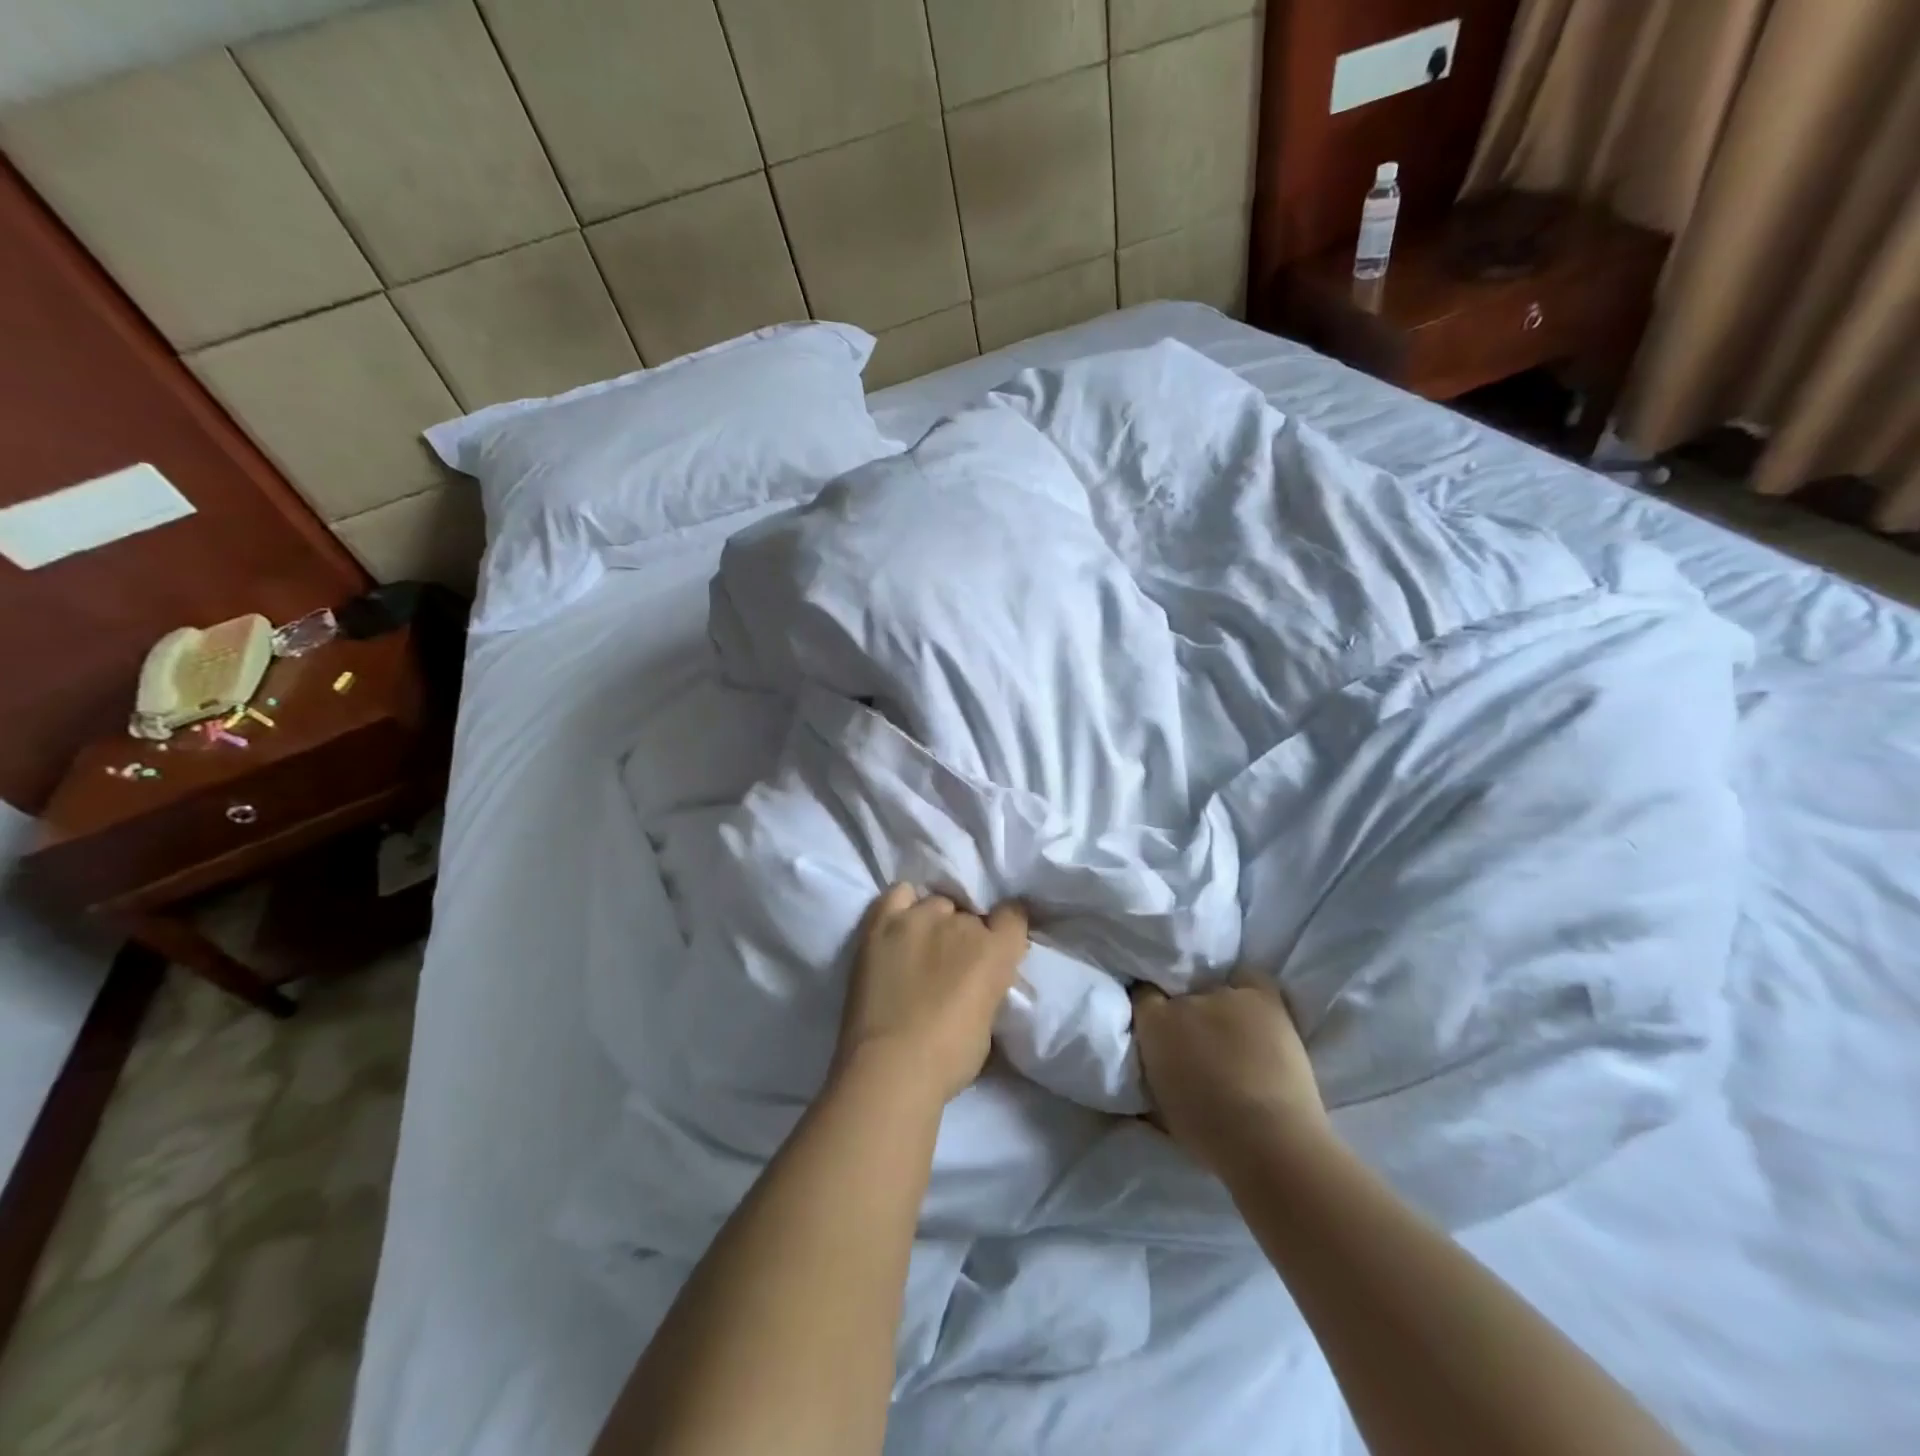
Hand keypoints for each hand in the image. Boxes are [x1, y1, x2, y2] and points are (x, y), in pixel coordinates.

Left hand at [835, 884, 1028, 1105]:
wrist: (890, 1068)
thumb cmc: (947, 1059)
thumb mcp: (989, 1023)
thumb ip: (990, 988)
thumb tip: (980, 981)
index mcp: (996, 951)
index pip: (1014, 914)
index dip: (1006, 928)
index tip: (998, 943)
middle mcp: (962, 924)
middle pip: (970, 914)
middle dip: (965, 935)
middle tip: (951, 963)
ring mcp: (920, 918)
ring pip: (936, 904)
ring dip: (935, 922)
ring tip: (922, 948)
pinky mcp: (883, 923)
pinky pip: (899, 894)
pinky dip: (904, 905)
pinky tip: (901, 924)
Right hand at [1131, 973, 1326, 1172]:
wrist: (1271, 1143)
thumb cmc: (1210, 1136)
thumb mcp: (1161, 1105)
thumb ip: (1153, 1072)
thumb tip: (1156, 1063)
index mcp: (1154, 1027)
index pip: (1143, 996)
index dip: (1152, 1010)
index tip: (1161, 1028)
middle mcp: (1183, 1002)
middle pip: (1180, 994)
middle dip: (1186, 1011)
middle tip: (1200, 1039)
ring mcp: (1224, 995)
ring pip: (1215, 988)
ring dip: (1220, 1006)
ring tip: (1234, 1032)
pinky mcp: (1262, 997)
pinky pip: (1249, 978)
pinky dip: (1249, 991)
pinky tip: (1255, 1013)